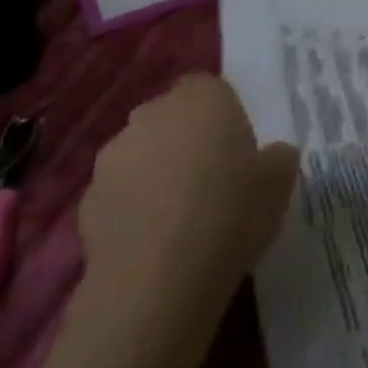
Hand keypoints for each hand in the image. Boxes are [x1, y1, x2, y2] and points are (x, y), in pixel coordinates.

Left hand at [77, 75, 298, 311]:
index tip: (238, 146)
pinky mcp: (87, 200)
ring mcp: (114, 156)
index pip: (210, 86)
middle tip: (214, 177)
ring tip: (182, 215)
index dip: (224, 113)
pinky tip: (155, 241)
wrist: (157, 280)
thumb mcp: (280, 183)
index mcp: (202, 99)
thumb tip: (272, 154)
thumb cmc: (231, 213)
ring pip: (142, 153)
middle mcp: (153, 114)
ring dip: (158, 172)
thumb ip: (277, 157)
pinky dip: (135, 207)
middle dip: (188, 139)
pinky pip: (121, 193)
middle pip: (173, 117)